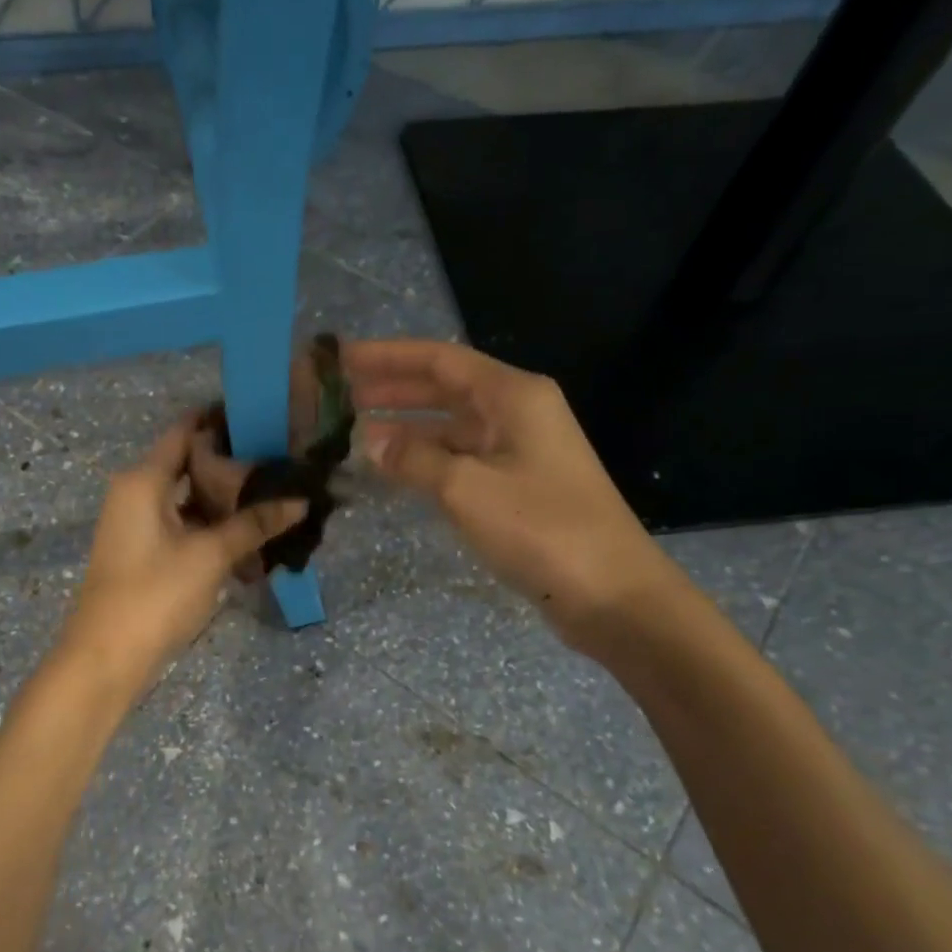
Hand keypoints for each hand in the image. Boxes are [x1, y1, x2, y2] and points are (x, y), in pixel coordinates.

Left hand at [59, 417, 306, 696]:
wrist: (106, 660)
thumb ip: (254, 524)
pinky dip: (212, 525)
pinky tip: (249, 533)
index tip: (264, 415)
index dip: (220, 419)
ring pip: (187, 498)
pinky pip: (183, 525)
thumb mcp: (210, 555)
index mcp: (143, 480)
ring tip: (274, 492)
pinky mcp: (145, 552)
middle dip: (231, 463)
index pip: (184, 431)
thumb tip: (301, 500)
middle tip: (280, 458)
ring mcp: (138, 524)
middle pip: (187, 463)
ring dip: (224, 498)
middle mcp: (136, 493)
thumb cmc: (154, 595)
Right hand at [348, 339, 682, 655]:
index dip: (388, 356)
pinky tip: (393, 469)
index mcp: (514, 396)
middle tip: (339, 396)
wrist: (612, 595)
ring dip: (406, 427)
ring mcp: (519, 451)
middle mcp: (517, 413)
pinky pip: (461, 458)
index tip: (341, 358)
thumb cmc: (542, 530)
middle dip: (392, 389)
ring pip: (451, 426)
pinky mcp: (518, 486)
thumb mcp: (467, 489)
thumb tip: (368, 440)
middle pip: (445, 388)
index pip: (440, 360)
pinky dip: (426, 459)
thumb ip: (414, 458)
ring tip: (354, 432)